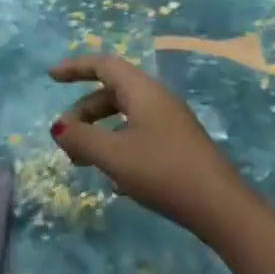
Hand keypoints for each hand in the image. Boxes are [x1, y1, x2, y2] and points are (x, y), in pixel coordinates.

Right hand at [48, 53, 246, 235]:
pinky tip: (115, 180)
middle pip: (112, 92)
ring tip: (83, 161)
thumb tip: (58, 127)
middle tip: (65, 136)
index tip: (51, 77)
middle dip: (84, 111)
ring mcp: (171, 122)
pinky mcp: (179, 146)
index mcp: (141, 89)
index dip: (75, 67)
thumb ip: (82, 139)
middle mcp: (156, 98)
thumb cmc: (164, 171)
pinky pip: (139, 134)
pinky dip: (119, 146)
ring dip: (100, 132)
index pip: (103, 64)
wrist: (223, 209)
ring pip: (125, 116)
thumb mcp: (114, 155)